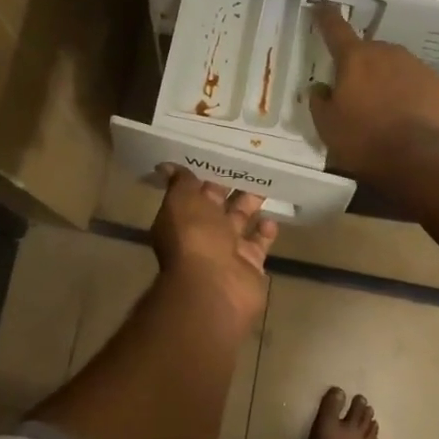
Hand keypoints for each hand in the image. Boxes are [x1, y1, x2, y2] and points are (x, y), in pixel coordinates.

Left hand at [150, 167, 276, 325]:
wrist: (215, 287)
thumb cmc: (195, 238)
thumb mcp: (182, 201)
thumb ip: (181, 182)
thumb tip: (167, 165)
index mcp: (183, 216)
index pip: (195, 190)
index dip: (207, 173)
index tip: (224, 152)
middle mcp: (203, 232)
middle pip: (219, 204)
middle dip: (232, 186)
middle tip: (252, 161)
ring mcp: (228, 249)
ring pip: (241, 220)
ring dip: (251, 204)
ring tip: (266, 182)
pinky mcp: (250, 263)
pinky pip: (259, 242)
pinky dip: (266, 230)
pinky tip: (272, 217)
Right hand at [309, 3, 438, 181]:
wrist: (424, 161)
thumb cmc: (365, 141)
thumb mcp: (327, 127)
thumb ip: (320, 102)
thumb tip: (321, 88)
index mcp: (356, 59)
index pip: (336, 30)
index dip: (325, 17)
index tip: (320, 7)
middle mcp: (390, 54)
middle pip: (371, 52)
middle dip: (362, 65)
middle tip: (356, 92)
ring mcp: (421, 69)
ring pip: (399, 68)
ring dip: (390, 82)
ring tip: (386, 112)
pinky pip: (423, 88)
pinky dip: (415, 98)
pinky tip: (413, 122)